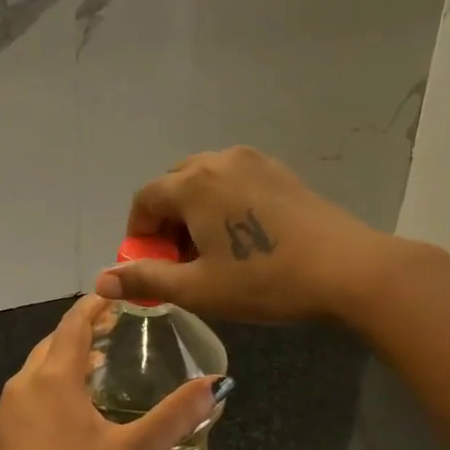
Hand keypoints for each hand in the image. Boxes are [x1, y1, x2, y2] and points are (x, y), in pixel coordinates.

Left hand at [0, 294, 219, 449]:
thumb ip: (175, 416)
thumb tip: (217, 384)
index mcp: (55, 377)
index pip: (74, 323)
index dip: (96, 305)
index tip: (120, 295)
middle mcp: (26, 382)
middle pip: (56, 340)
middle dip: (85, 328)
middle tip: (118, 327)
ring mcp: (11, 407)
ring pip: (42, 365)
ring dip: (70, 355)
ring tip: (103, 360)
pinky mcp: (6, 430)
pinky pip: (33, 388)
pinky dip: (56, 379)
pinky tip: (77, 403)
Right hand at [92, 146, 405, 323]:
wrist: (348, 269)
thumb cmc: (265, 280)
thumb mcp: (198, 289)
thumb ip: (146, 279)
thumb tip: (101, 280)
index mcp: (193, 183)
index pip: (145, 200)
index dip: (139, 234)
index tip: (150, 266)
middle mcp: (219, 160)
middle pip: (174, 185)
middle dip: (167, 221)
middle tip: (181, 261)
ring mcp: (254, 161)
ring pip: (206, 181)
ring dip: (195, 212)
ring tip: (212, 251)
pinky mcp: (281, 172)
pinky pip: (235, 182)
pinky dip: (223, 204)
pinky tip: (244, 238)